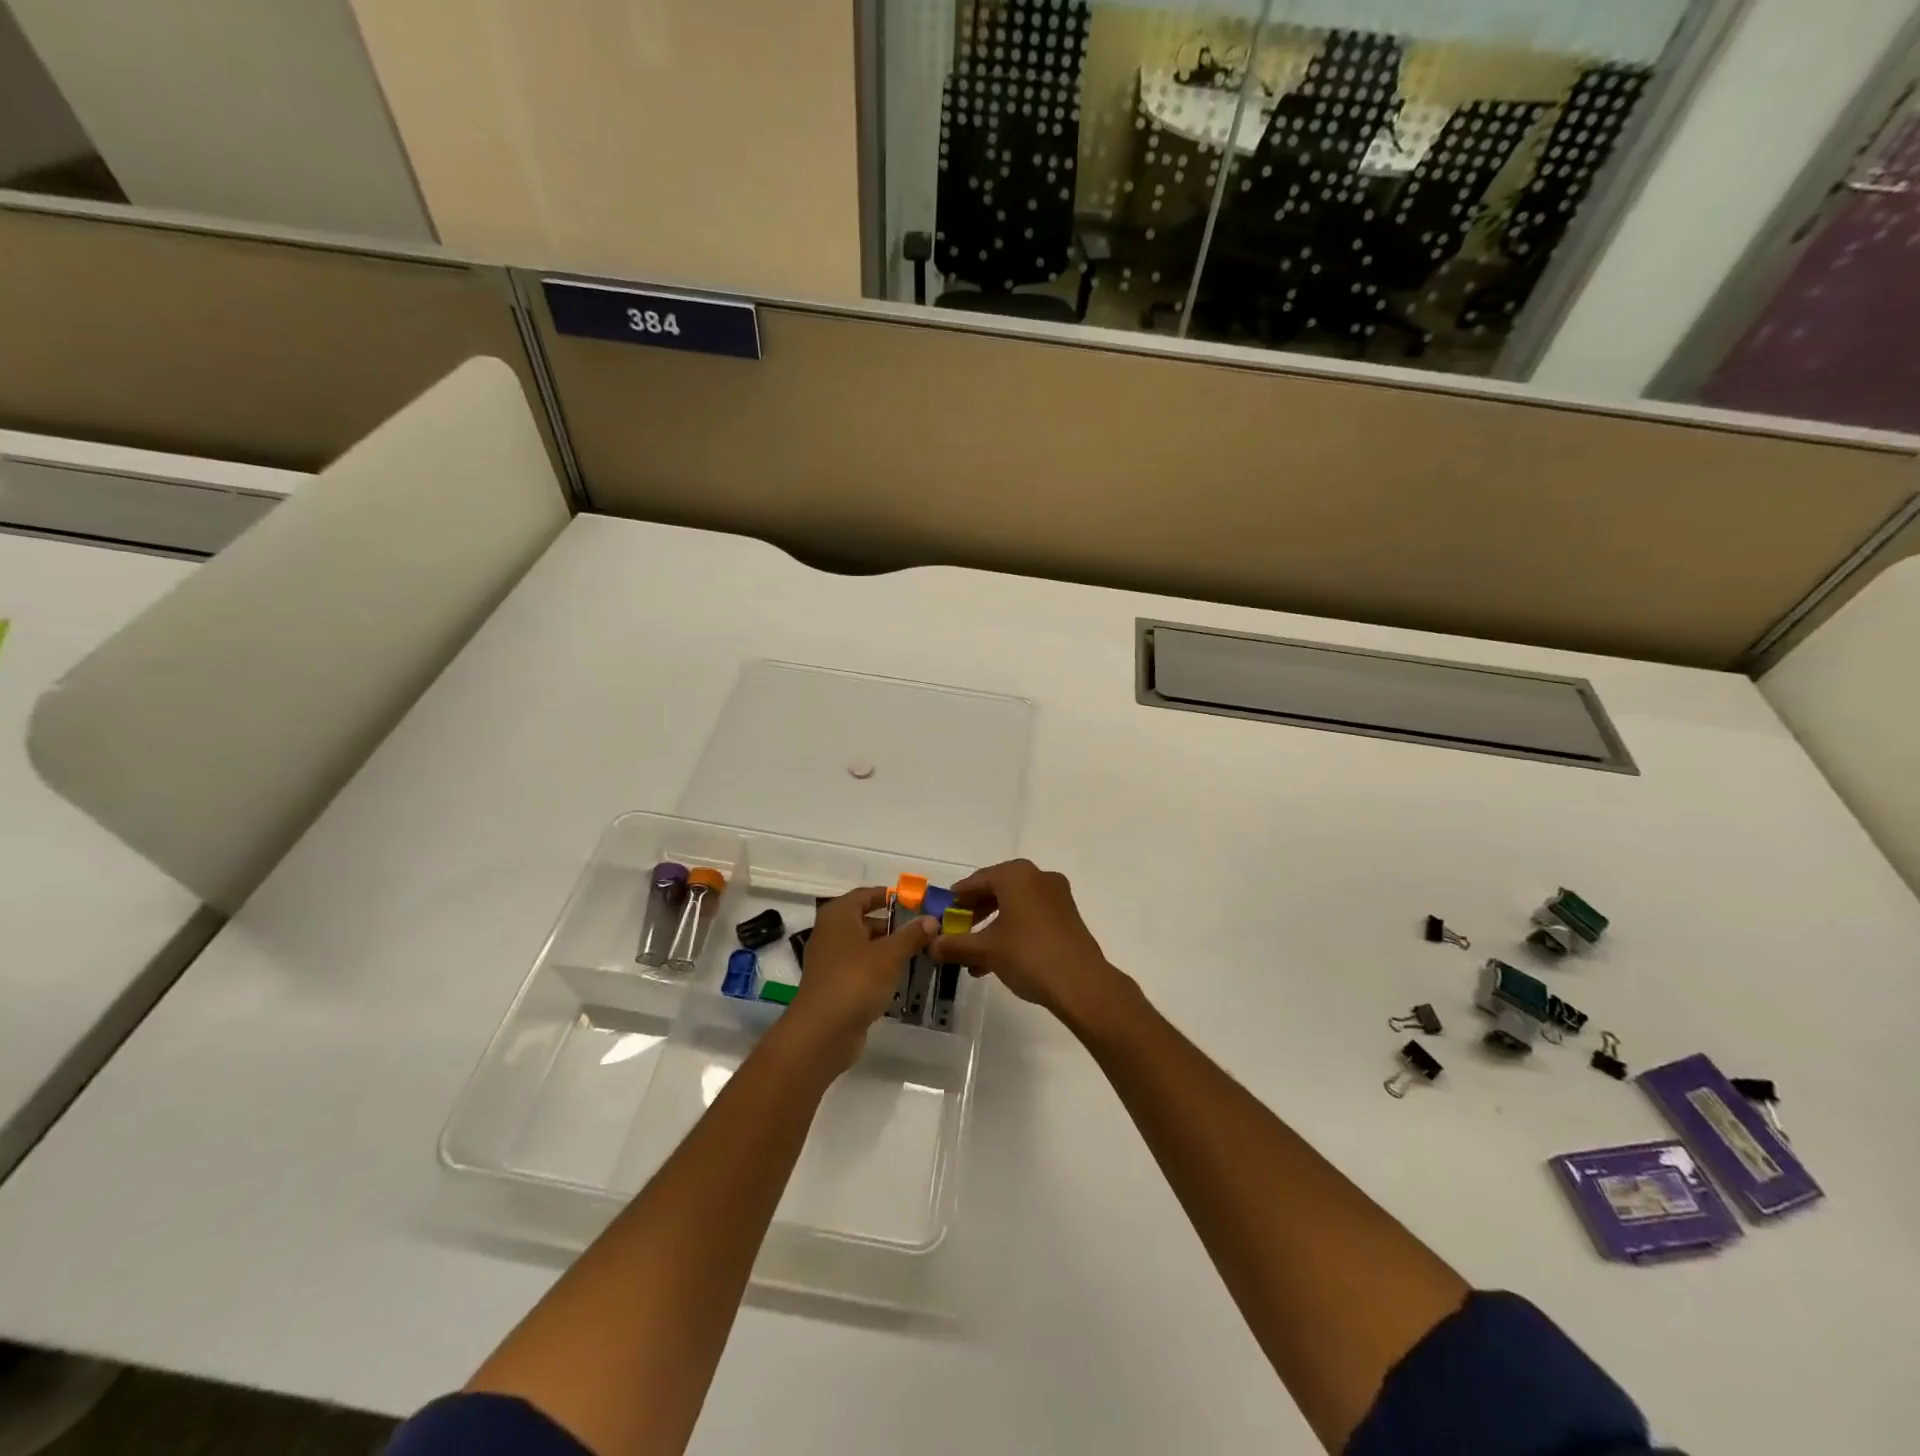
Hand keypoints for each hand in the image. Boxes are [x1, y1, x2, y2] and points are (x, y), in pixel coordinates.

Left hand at [785, 887, 934, 1068]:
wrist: (822, 1032)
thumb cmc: (856, 980)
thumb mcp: (890, 954)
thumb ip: (911, 935)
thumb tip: (931, 919)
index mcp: (838, 916)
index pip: (865, 895)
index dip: (889, 896)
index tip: (915, 901)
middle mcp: (830, 934)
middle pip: (865, 921)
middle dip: (894, 926)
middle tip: (924, 931)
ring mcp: (830, 962)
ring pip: (865, 948)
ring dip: (889, 950)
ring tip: (920, 954)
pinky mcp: (835, 987)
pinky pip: (861, 970)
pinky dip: (880, 971)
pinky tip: (902, 979)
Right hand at [929, 859, 1125, 1024]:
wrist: (1081, 983)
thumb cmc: (1028, 955)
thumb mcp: (986, 950)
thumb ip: (955, 945)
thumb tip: (931, 945)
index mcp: (1017, 875)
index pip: (978, 880)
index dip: (958, 897)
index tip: (944, 911)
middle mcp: (1038, 877)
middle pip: (997, 890)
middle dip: (975, 912)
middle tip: (958, 930)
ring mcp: (1057, 896)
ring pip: (1015, 906)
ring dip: (992, 926)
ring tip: (973, 955)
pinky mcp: (1067, 916)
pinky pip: (1031, 916)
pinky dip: (1012, 931)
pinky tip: (997, 959)